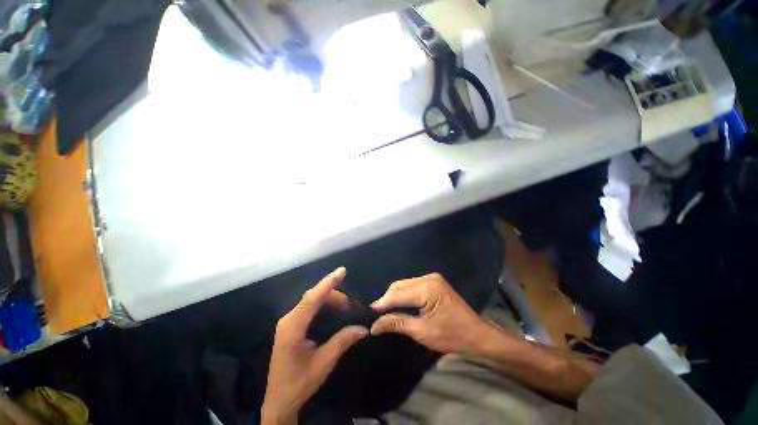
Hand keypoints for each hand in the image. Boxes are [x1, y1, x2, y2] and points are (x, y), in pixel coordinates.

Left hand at [262, 267, 368, 424]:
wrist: (279, 401)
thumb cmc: (298, 383)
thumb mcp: (323, 363)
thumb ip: (342, 341)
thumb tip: (363, 328)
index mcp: (292, 327)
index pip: (312, 298)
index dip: (328, 283)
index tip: (342, 271)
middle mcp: (288, 319)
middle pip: (312, 297)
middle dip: (333, 294)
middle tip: (350, 306)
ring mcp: (288, 322)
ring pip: (311, 300)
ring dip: (328, 299)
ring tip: (344, 308)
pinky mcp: (291, 326)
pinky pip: (309, 307)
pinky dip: (323, 304)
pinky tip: (333, 311)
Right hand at [370, 273, 493, 355]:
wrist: (478, 334)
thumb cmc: (452, 336)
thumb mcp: (422, 332)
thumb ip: (397, 323)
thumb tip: (374, 325)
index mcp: (427, 289)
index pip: (397, 294)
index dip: (382, 303)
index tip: (369, 313)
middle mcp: (429, 278)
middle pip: (400, 285)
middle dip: (387, 299)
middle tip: (377, 315)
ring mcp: (432, 278)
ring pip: (405, 284)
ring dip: (395, 296)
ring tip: (386, 310)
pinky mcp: (434, 281)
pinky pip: (412, 285)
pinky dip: (404, 294)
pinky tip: (399, 304)